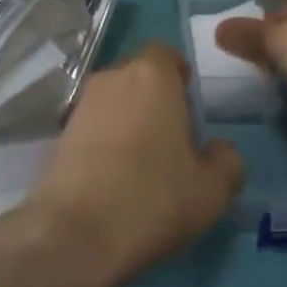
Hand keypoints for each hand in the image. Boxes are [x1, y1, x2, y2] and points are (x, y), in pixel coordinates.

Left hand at [25, 44, 244, 286]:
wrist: (75, 233)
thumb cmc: (153, 198)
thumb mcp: (213, 189)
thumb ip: (227, 160)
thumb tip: (219, 149)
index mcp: (152, 75)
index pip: (166, 54)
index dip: (179, 75)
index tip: (190, 107)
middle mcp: (113, 78)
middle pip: (138, 76)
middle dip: (155, 98)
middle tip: (172, 137)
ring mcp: (81, 105)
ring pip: (114, 101)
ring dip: (128, 120)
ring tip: (143, 162)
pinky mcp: (59, 135)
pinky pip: (93, 126)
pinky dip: (105, 142)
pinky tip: (115, 178)